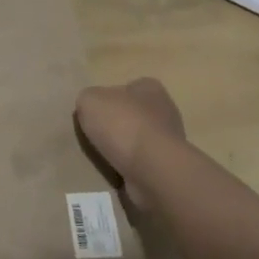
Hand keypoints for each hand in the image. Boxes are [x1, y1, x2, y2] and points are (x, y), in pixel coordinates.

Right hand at [75, 78, 188, 205]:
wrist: (152, 169)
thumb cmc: (122, 124)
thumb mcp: (89, 100)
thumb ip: (88, 99)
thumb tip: (92, 108)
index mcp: (150, 88)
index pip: (128, 87)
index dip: (109, 99)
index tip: (95, 112)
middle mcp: (165, 110)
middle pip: (134, 114)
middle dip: (117, 124)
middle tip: (96, 134)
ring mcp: (170, 141)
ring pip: (139, 139)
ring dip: (124, 147)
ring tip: (104, 155)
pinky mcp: (168, 166)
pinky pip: (143, 162)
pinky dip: (131, 166)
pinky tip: (118, 170)